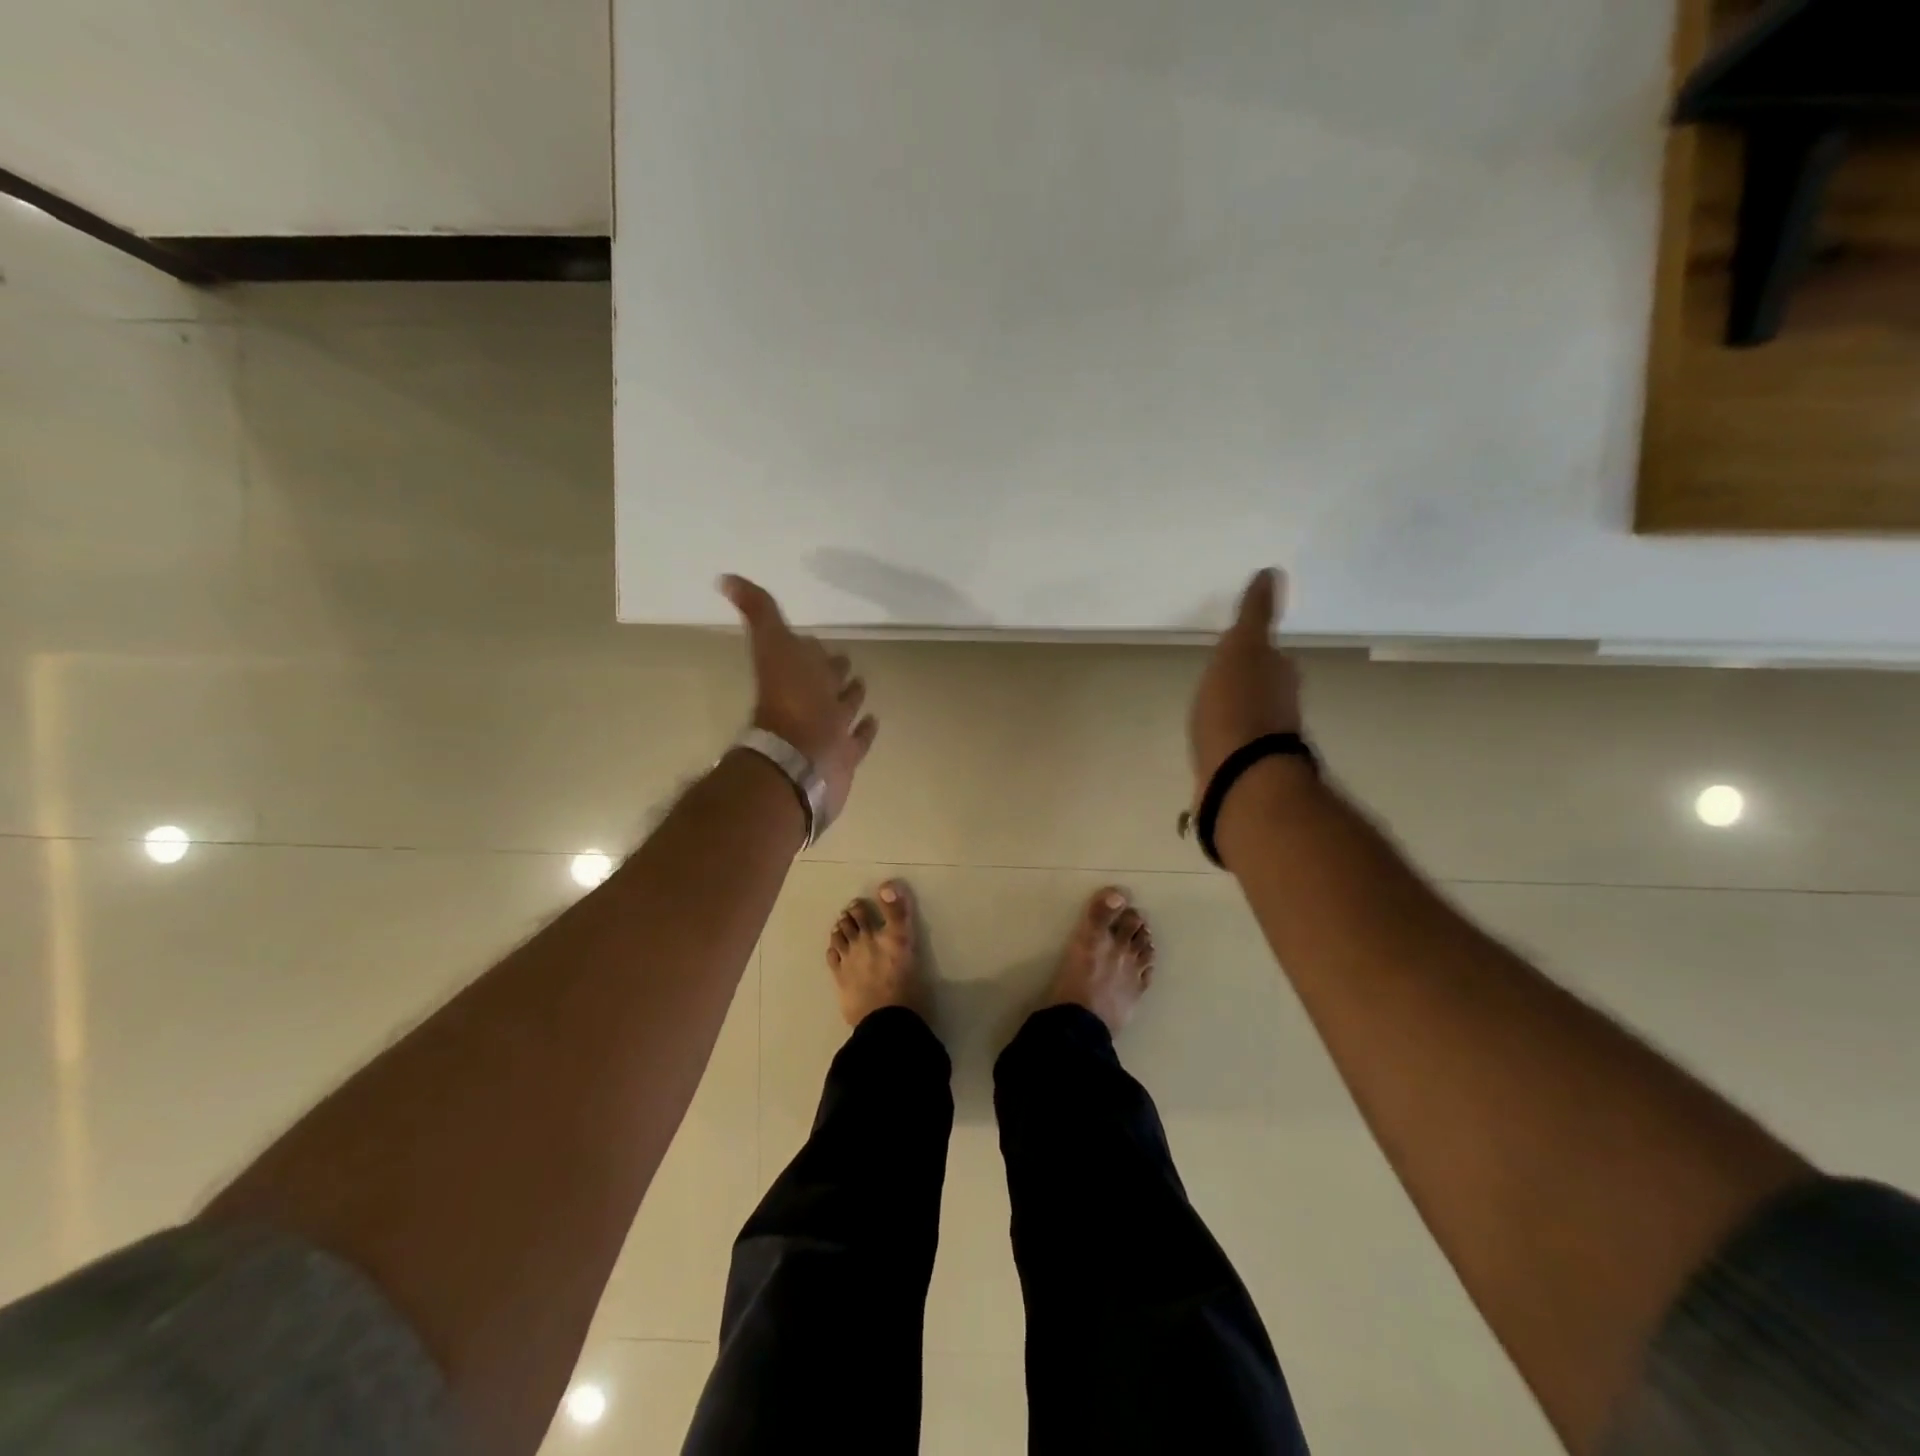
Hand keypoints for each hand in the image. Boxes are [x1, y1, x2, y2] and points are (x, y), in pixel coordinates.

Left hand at [722, 575, 877, 819]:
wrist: (802, 756)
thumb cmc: (792, 698)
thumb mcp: (774, 644)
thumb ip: (758, 612)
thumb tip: (724, 578)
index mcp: (796, 673)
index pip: (806, 654)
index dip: (810, 647)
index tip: (815, 640)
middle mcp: (812, 701)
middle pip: (826, 680)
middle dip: (834, 671)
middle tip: (843, 661)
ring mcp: (830, 729)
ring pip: (844, 708)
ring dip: (852, 696)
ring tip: (861, 685)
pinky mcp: (846, 754)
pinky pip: (858, 739)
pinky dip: (865, 730)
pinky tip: (873, 720)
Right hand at [1188, 568, 1302, 803]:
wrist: (1238, 774)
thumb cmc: (1237, 706)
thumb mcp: (1242, 649)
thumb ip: (1255, 615)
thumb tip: (1271, 573)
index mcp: (1280, 675)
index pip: (1273, 657)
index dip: (1258, 652)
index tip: (1242, 647)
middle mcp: (1281, 707)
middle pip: (1267, 688)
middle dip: (1251, 682)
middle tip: (1227, 678)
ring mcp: (1265, 741)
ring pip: (1253, 718)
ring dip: (1240, 712)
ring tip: (1215, 710)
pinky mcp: (1246, 769)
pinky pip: (1237, 745)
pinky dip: (1228, 740)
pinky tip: (1214, 743)